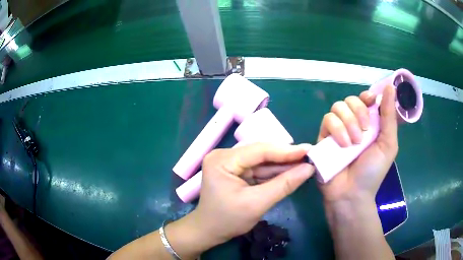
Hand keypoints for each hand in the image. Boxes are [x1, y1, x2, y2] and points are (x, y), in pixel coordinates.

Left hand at [189, 143, 313, 247]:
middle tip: (310, 156)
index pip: (259, 150)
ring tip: (305, 163)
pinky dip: (274, 172)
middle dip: (286, 158)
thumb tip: (309, 168)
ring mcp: (230, 162)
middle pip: (261, 154)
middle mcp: (225, 156)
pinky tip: (291, 171)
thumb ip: (284, 185)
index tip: (308, 150)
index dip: (286, 151)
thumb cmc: (228, 220)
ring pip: (262, 161)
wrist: (209, 231)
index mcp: (222, 160)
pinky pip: (259, 169)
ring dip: (283, 165)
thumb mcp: (257, 204)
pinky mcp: (235, 170)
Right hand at [317, 85, 397, 202]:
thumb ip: (389, 116)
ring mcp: (338, 130)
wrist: (352, 194)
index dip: (367, 96)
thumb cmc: (373, 171)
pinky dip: (337, 129)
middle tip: (365, 131)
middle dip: (359, 112)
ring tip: (355, 142)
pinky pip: (327, 119)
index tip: (371, 101)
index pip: (365, 99)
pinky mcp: (324, 137)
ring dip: (348, 122)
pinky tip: (343, 144)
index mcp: (369, 124)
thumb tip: (391, 87)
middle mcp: (353, 123)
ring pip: (338, 107)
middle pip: (350, 100)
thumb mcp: (388, 144)